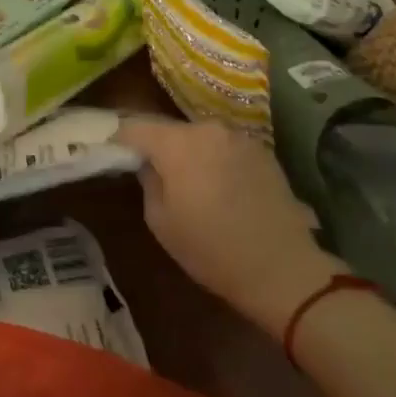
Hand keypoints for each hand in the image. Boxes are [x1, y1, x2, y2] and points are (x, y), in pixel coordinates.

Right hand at [117, 116, 346, 327]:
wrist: (282, 269)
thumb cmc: (211, 249)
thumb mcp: (160, 221)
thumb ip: (148, 181)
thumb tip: (147, 164)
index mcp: (178, 143)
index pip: (135, 127)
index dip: (120, 139)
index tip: (112, 154)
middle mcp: (209, 130)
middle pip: (170, 130)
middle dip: (156, 146)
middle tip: (150, 172)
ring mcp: (239, 138)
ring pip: (199, 138)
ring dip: (188, 153)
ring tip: (188, 182)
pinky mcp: (263, 152)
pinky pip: (225, 148)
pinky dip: (214, 160)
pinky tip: (219, 188)